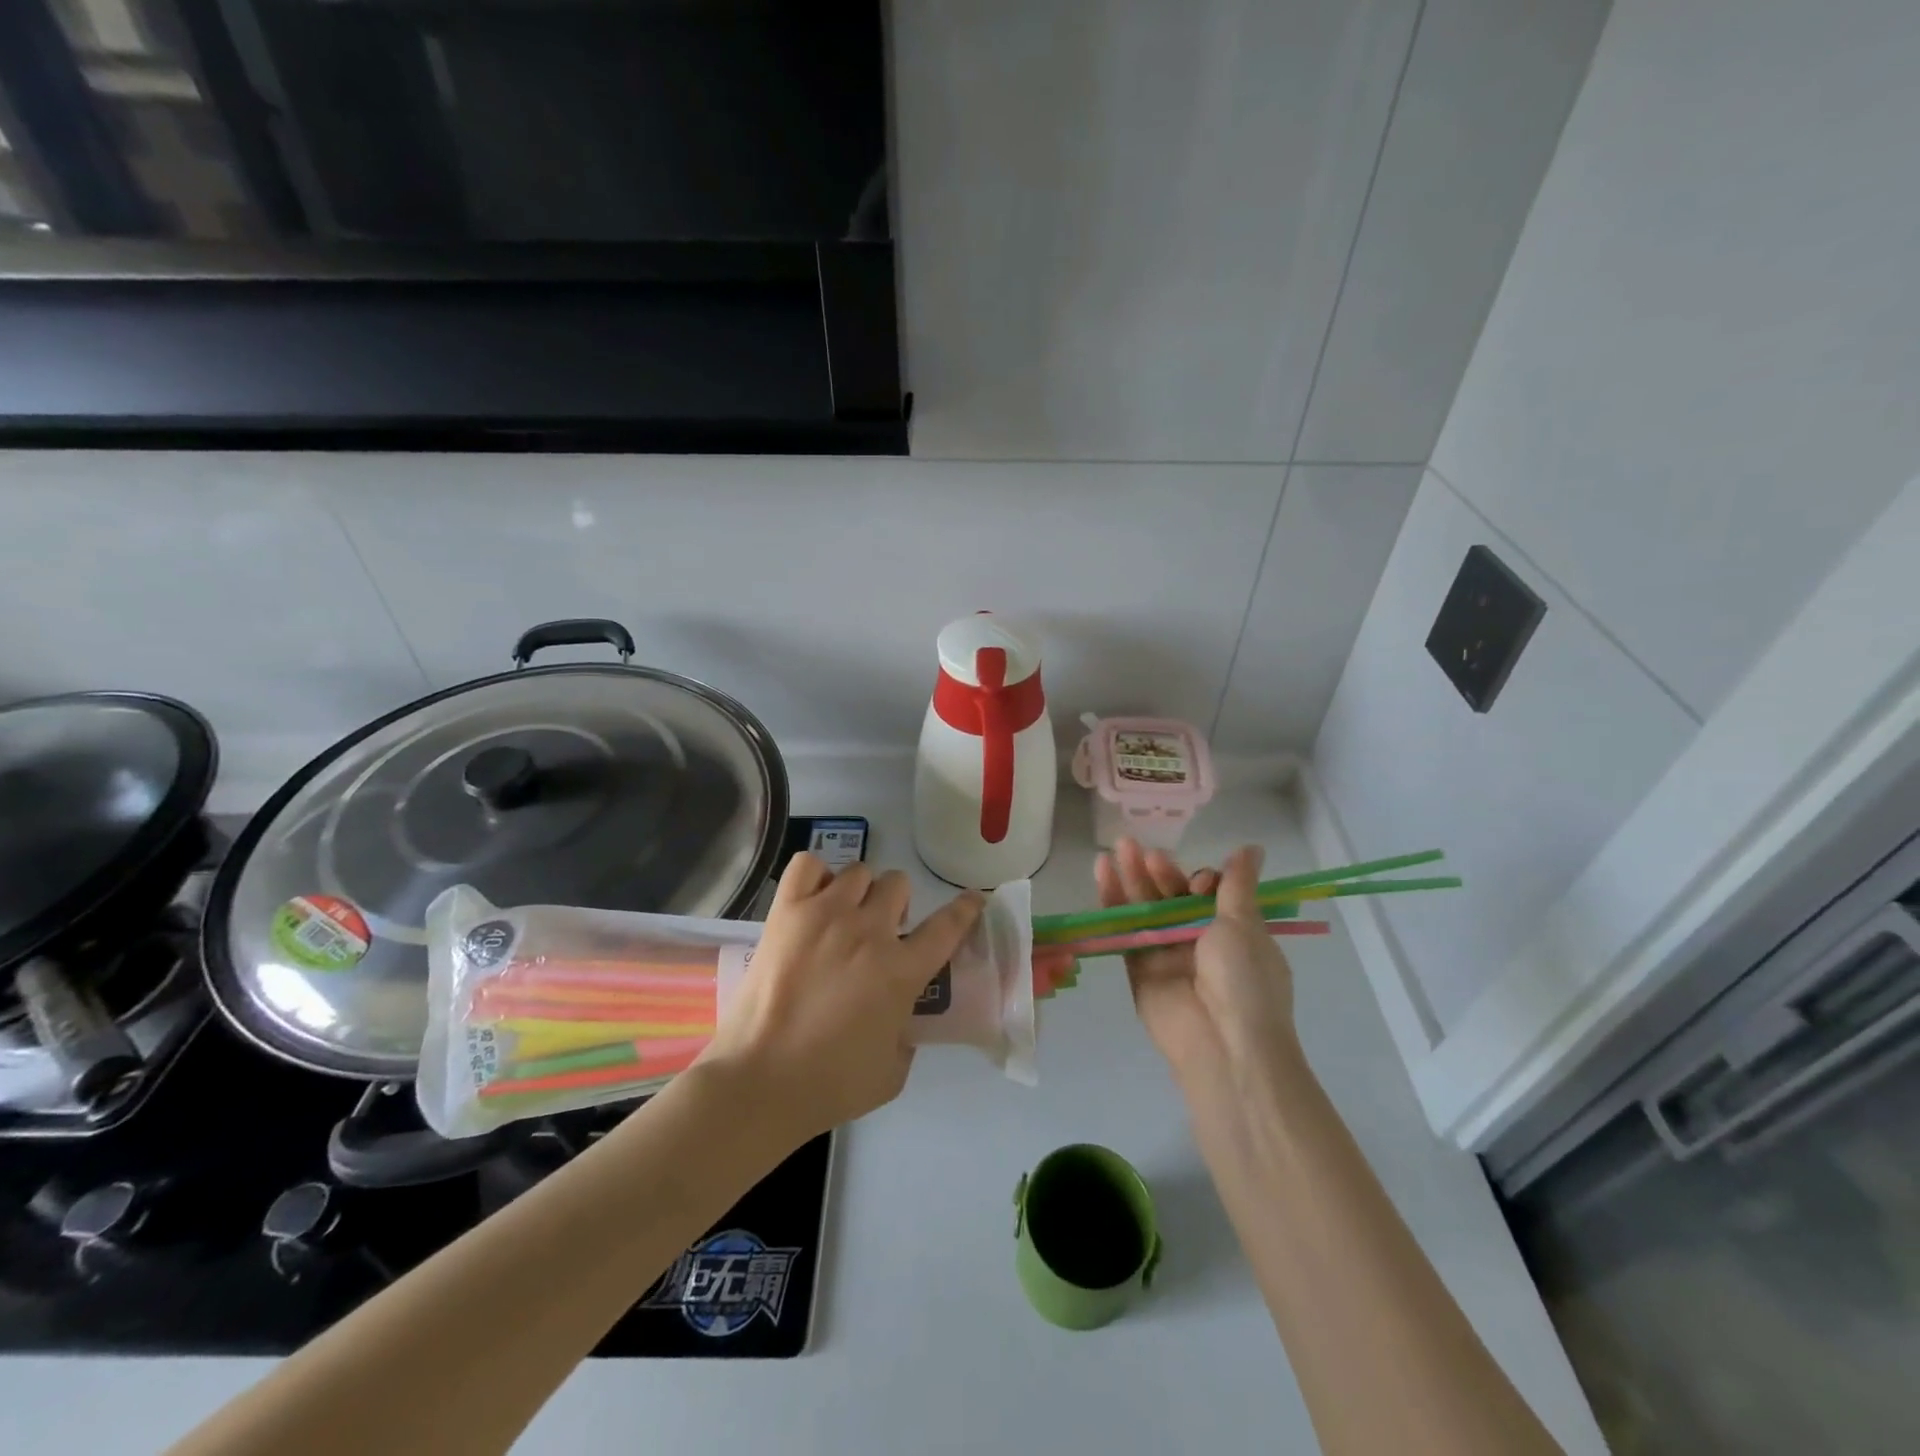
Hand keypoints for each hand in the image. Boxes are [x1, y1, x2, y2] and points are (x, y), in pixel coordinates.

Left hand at [698, 853, 983, 1141]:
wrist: (758, 1082)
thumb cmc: (829, 1085)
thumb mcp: (892, 1072)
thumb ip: (907, 1034)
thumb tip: (901, 1016)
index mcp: (901, 970)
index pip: (948, 925)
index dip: (965, 908)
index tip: (972, 900)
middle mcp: (869, 931)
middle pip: (898, 884)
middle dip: (896, 906)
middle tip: (881, 932)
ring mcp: (825, 914)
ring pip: (859, 872)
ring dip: (860, 893)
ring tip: (844, 917)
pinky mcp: (787, 912)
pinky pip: (807, 866)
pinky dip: (816, 876)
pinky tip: (813, 900)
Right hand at [1095, 839, 1296, 1086]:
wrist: (1224, 1044)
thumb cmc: (1245, 981)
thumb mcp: (1245, 925)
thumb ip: (1237, 885)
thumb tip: (1252, 848)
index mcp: (1233, 933)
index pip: (1208, 894)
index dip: (1199, 881)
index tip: (1199, 882)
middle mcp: (1199, 942)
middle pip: (1172, 898)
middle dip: (1157, 872)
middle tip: (1137, 846)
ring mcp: (1166, 955)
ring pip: (1145, 909)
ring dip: (1131, 877)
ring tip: (1117, 846)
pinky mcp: (1138, 968)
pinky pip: (1125, 930)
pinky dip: (1113, 901)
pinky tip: (1102, 871)